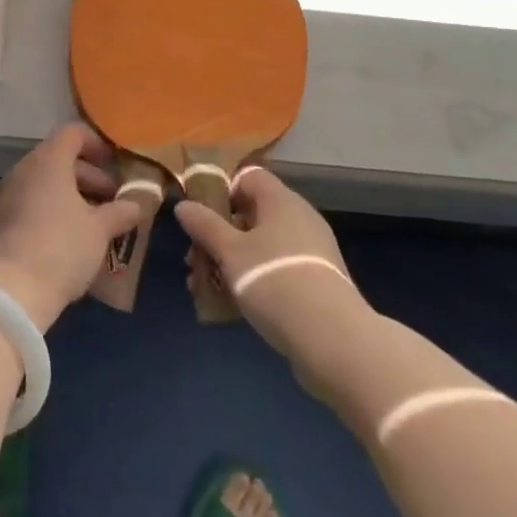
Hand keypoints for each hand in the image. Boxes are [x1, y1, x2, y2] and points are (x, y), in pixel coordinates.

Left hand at [0, 123, 141, 331]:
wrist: (10, 291)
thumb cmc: (61, 248)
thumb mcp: (100, 230)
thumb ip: (121, 211)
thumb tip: (139, 203)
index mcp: (48, 161)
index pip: (73, 133)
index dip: (97, 144)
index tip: (116, 166)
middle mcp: (25, 169)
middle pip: (60, 158)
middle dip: (90, 175)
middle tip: (113, 199)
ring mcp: (9, 194)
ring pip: (46, 181)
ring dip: (73, 194)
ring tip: (97, 222)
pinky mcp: (1, 219)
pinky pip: (32, 201)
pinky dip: (53, 208)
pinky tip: (71, 237)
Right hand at [174, 167, 370, 395]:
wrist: (333, 340)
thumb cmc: (274, 280)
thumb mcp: (230, 252)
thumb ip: (204, 226)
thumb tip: (183, 205)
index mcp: (281, 200)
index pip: (248, 177)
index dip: (221, 191)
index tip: (201, 217)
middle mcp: (299, 218)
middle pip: (251, 214)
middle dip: (219, 234)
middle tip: (195, 258)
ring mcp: (310, 251)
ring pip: (261, 246)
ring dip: (231, 261)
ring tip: (204, 287)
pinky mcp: (315, 282)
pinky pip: (275, 269)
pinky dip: (252, 280)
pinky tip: (229, 306)